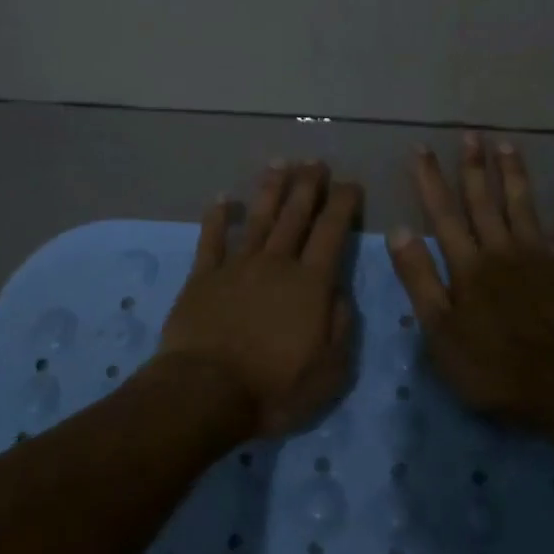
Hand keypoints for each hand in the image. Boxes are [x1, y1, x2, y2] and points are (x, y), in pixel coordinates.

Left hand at [157, 161, 361, 438]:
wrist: (206, 393)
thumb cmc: (274, 388)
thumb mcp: (330, 370)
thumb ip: (341, 327)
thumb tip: (340, 293)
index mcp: (310, 284)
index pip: (332, 232)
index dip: (343, 204)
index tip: (351, 184)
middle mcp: (276, 264)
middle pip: (295, 216)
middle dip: (308, 185)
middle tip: (316, 161)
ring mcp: (237, 267)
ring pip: (258, 219)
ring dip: (270, 190)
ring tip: (280, 163)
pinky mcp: (202, 278)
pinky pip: (211, 240)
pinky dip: (217, 217)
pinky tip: (223, 199)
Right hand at [387, 134, 553, 431]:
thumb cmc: (492, 366)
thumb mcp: (439, 330)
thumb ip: (420, 279)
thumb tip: (398, 231)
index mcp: (468, 266)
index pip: (443, 214)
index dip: (430, 180)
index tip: (421, 148)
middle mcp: (503, 251)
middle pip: (484, 202)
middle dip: (474, 167)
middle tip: (470, 134)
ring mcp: (543, 259)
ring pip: (525, 208)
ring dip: (515, 176)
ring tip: (508, 144)